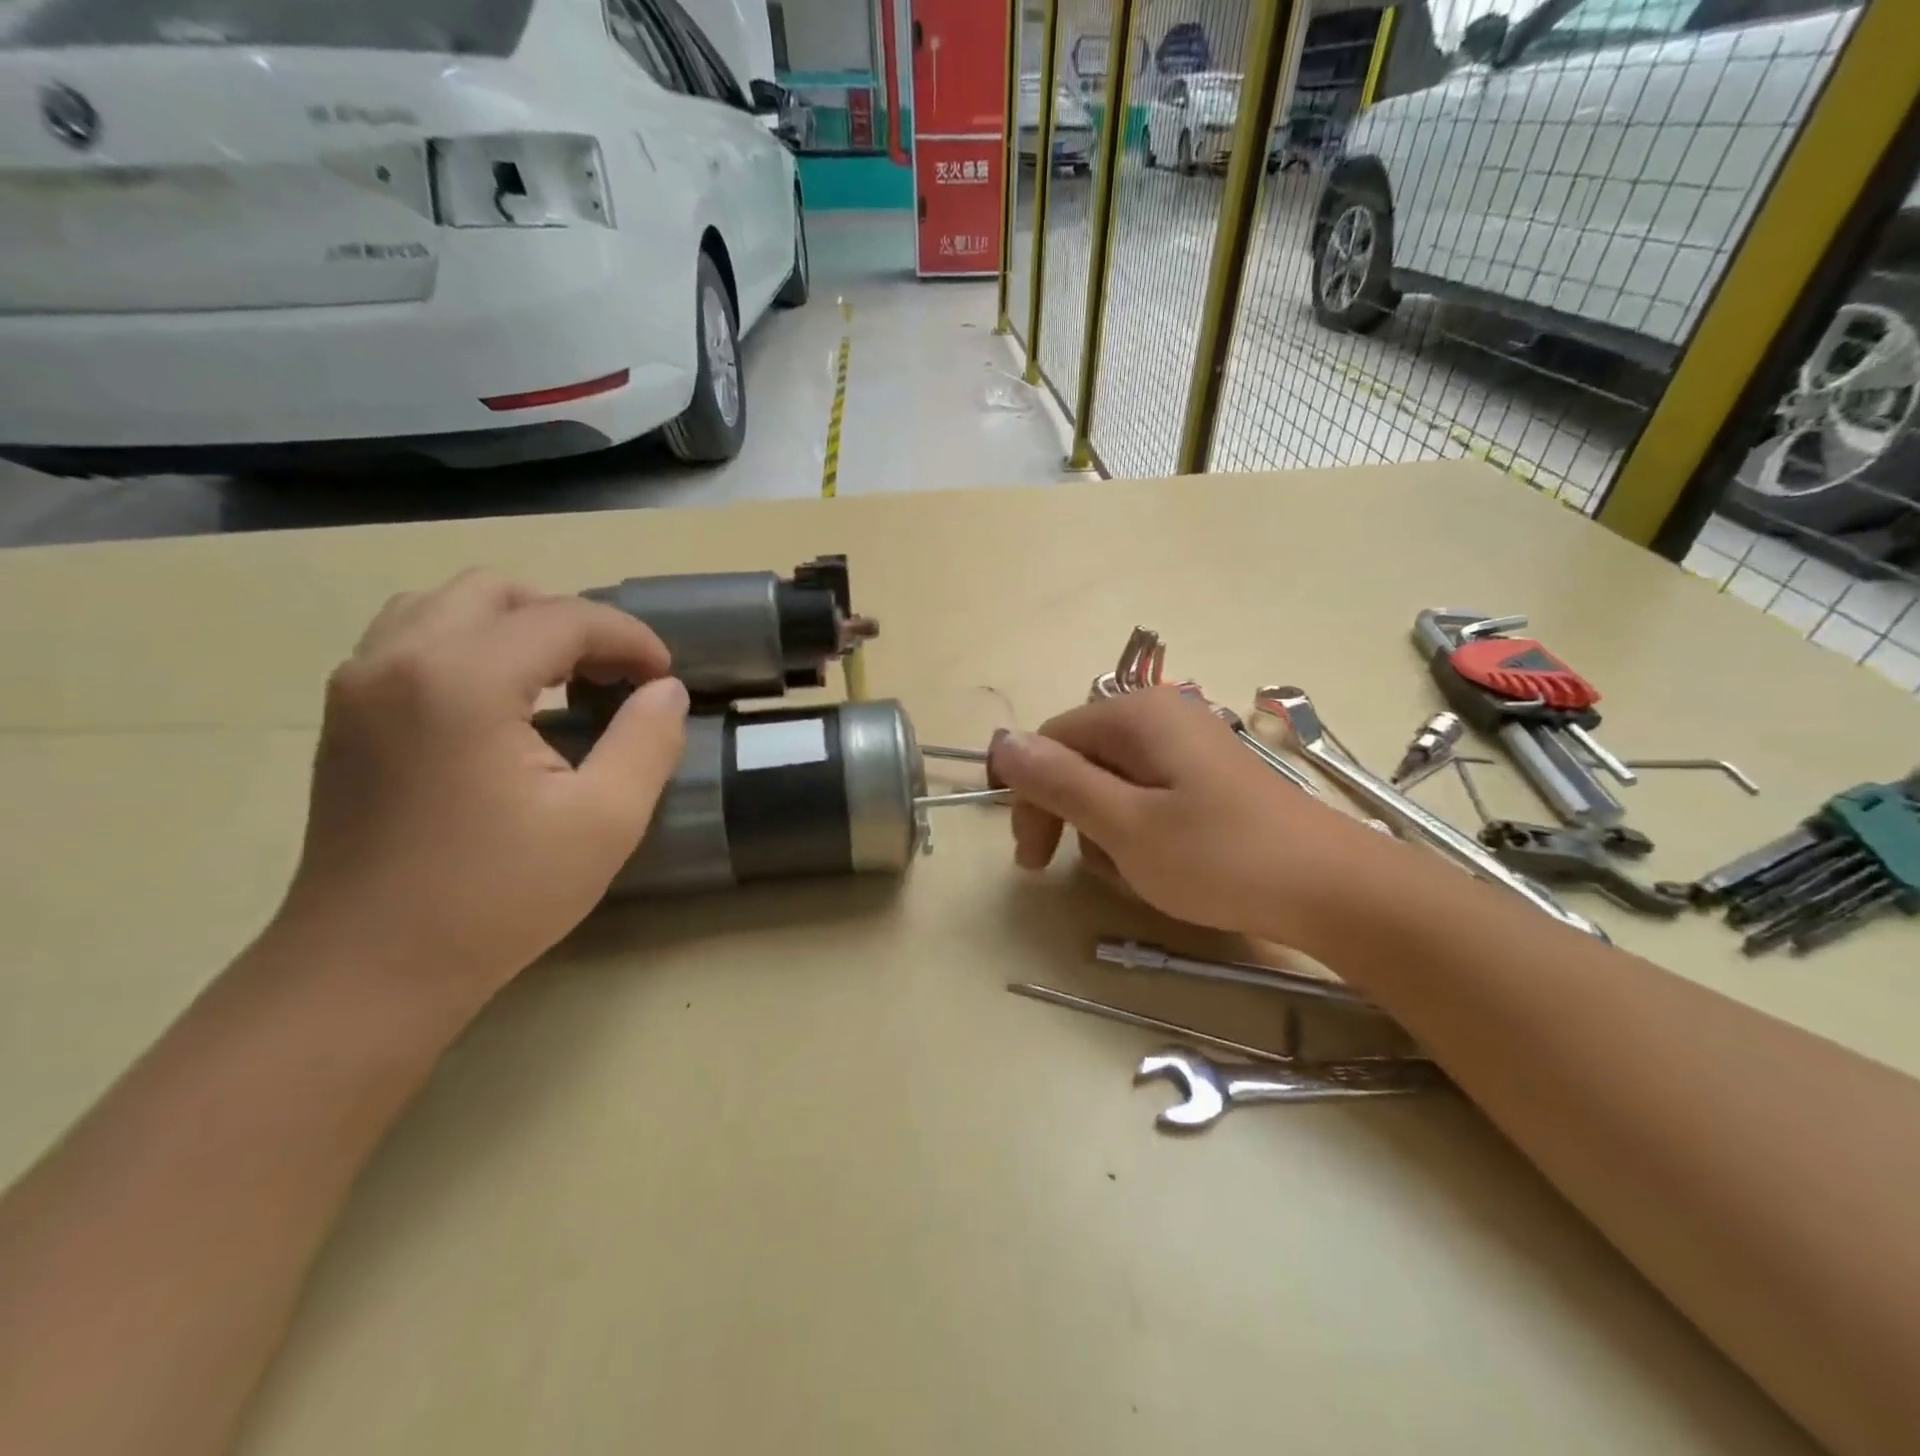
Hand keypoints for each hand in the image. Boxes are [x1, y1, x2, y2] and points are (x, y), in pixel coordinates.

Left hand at [277, 569, 688, 1010]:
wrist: (369, 970)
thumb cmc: (496, 897)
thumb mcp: (605, 821)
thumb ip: (648, 741)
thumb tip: (665, 690)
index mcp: (462, 679)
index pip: (563, 618)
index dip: (629, 638)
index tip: (665, 676)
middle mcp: (398, 660)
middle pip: (497, 591)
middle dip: (571, 619)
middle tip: (615, 672)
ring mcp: (359, 685)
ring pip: (445, 606)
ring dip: (517, 625)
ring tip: (563, 677)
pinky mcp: (345, 716)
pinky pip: (413, 640)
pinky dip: (472, 645)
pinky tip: (506, 701)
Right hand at [988, 688, 1386, 940]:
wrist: (1333, 891)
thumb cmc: (1221, 858)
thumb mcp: (1125, 825)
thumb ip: (1059, 781)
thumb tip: (1001, 742)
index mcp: (1136, 715)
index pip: (1050, 741)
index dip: (1029, 795)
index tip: (1030, 857)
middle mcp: (1160, 716)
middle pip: (1079, 758)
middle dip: (1067, 814)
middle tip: (1059, 868)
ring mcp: (1188, 745)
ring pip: (1111, 782)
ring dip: (1104, 830)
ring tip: (1131, 871)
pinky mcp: (1207, 776)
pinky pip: (1147, 795)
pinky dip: (1138, 831)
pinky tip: (1158, 865)